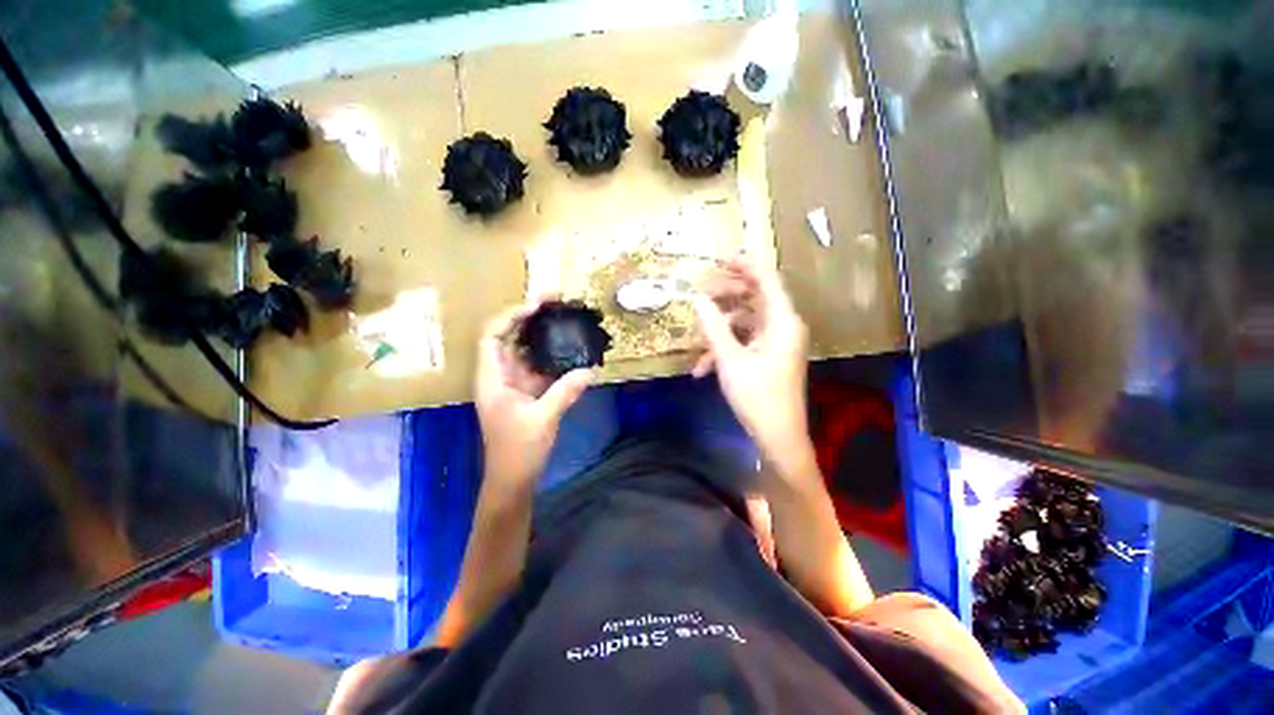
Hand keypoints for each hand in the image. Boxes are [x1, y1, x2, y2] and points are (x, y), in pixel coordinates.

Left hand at [475, 299, 595, 485]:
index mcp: (492, 379)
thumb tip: (591, 371)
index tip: (535, 306)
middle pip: (508, 337)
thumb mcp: (543, 419)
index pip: (492, 336)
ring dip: (540, 335)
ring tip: (562, 318)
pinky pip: (537, 367)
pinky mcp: (526, 393)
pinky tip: (568, 348)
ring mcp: (513, 384)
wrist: (513, 479)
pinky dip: (551, 356)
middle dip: (528, 318)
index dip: (510, 317)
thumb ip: (566, 391)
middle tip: (553, 302)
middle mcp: (499, 376)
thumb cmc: (518, 450)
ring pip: (524, 351)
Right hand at [692, 257, 810, 460]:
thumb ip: (713, 326)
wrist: (777, 436)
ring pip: (745, 322)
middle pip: (754, 298)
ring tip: (695, 340)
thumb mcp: (730, 359)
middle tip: (700, 293)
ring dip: (719, 330)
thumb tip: (697, 299)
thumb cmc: (757, 396)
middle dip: (725, 296)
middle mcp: (783, 327)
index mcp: (782, 321)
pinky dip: (724, 349)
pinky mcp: (768, 356)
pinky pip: (744, 342)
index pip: (767, 280)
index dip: (745, 265)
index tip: (720, 258)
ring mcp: (776, 342)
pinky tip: (701, 368)